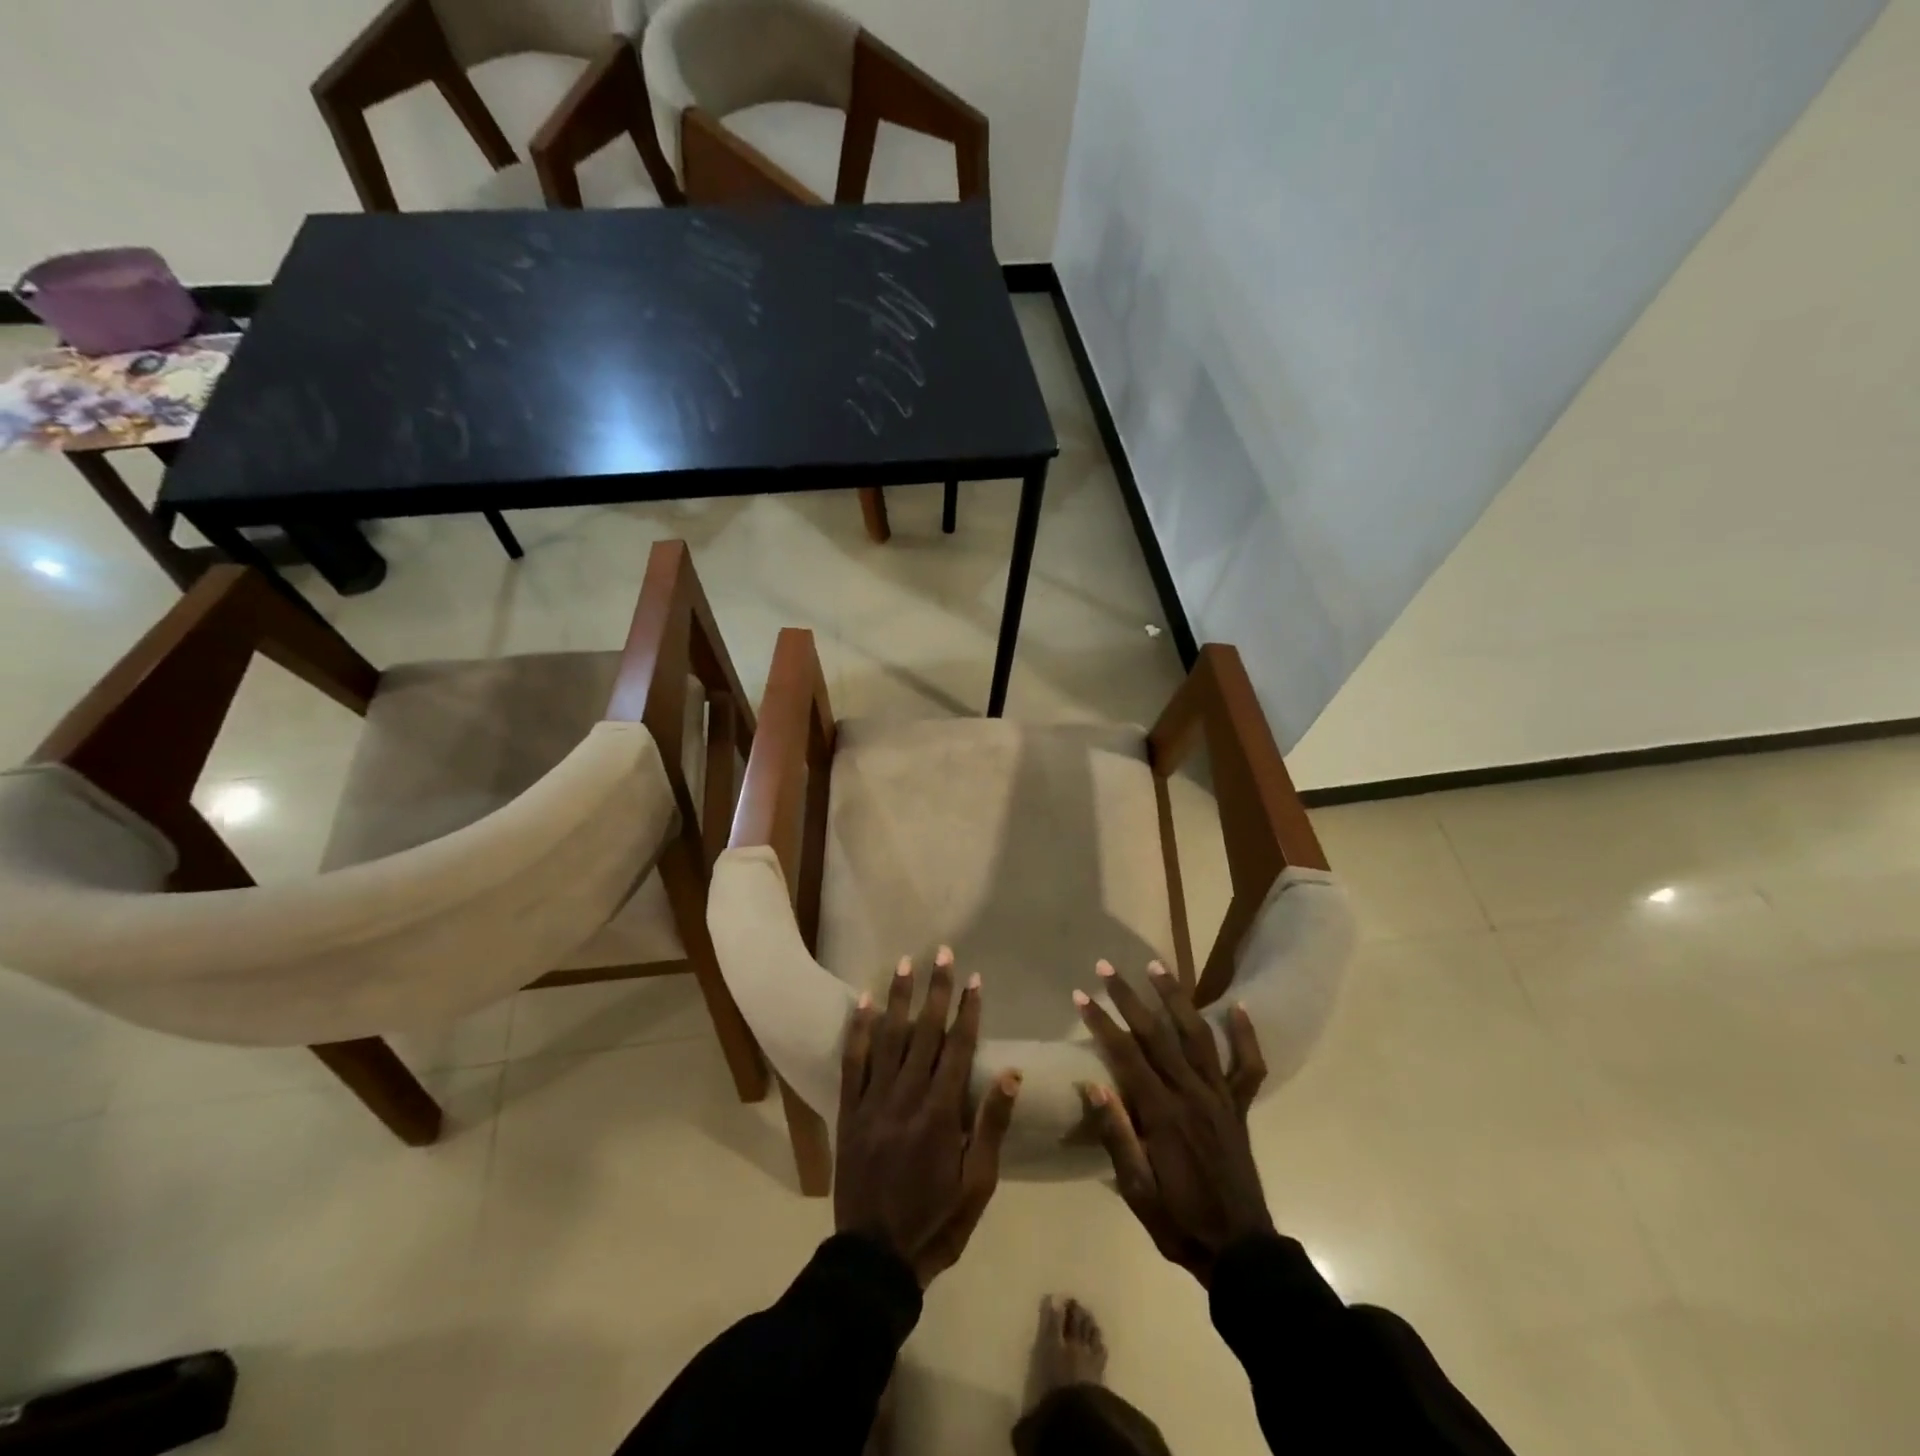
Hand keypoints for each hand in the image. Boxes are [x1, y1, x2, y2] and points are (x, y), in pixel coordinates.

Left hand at [836, 948, 1021, 1286]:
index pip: (957, 1049)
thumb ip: (991, 1125)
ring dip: (899, 998)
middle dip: (935, 990)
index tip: (975, 979)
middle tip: (942, 952)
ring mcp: (873, 1101)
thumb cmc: (936, 1222)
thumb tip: (1010, 1073)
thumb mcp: (977, 1184)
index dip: (967, 1011)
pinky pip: (853, 1062)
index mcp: (941, 1114)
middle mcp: (906, 1097)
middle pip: (923, 1032)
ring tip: (906, 963)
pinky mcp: (849, 1111)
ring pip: (888, 1038)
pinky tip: (864, 1002)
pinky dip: (859, 1030)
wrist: (874, 1258)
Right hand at [1076, 960, 1273, 1284]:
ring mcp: (1220, 1097)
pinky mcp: (1240, 1107)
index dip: (1101, 1022)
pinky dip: (1244, 1035)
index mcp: (1162, 1114)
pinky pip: (1247, 1066)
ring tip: (1157, 965)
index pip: (1125, 1054)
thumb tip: (1092, 1086)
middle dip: (1128, 997)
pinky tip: (1237, 1006)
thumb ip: (1117, 1136)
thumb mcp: (1137, 1190)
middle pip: (1157, 1034)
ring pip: (1197, 1035)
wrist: (1241, 1252)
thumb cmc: (1179, 1221)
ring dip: (1175, 998)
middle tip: (1107, 967)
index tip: (1081, 995)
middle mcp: (1192, 1094)